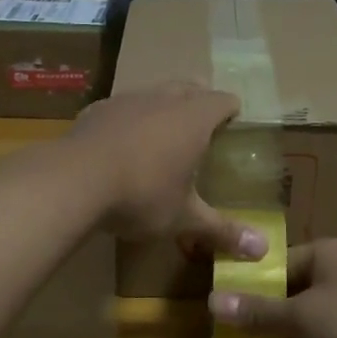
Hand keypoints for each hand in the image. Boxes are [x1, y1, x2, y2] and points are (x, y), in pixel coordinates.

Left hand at [63, 82, 266, 259]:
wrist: (73, 181)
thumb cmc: (142, 195)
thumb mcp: (184, 218)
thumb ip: (222, 230)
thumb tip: (263, 251)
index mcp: (194, 118)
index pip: (224, 100)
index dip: (232, 111)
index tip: (234, 126)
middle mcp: (163, 99)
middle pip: (190, 86)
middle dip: (200, 100)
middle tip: (203, 127)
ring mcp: (126, 100)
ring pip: (154, 91)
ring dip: (163, 106)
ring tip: (162, 134)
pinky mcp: (96, 110)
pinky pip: (122, 107)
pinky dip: (129, 119)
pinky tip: (121, 144)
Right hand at [207, 240, 336, 337]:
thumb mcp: (301, 315)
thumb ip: (257, 311)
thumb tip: (212, 302)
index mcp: (328, 256)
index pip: (278, 264)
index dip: (251, 283)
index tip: (223, 304)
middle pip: (292, 294)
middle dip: (267, 316)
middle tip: (232, 333)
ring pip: (309, 325)